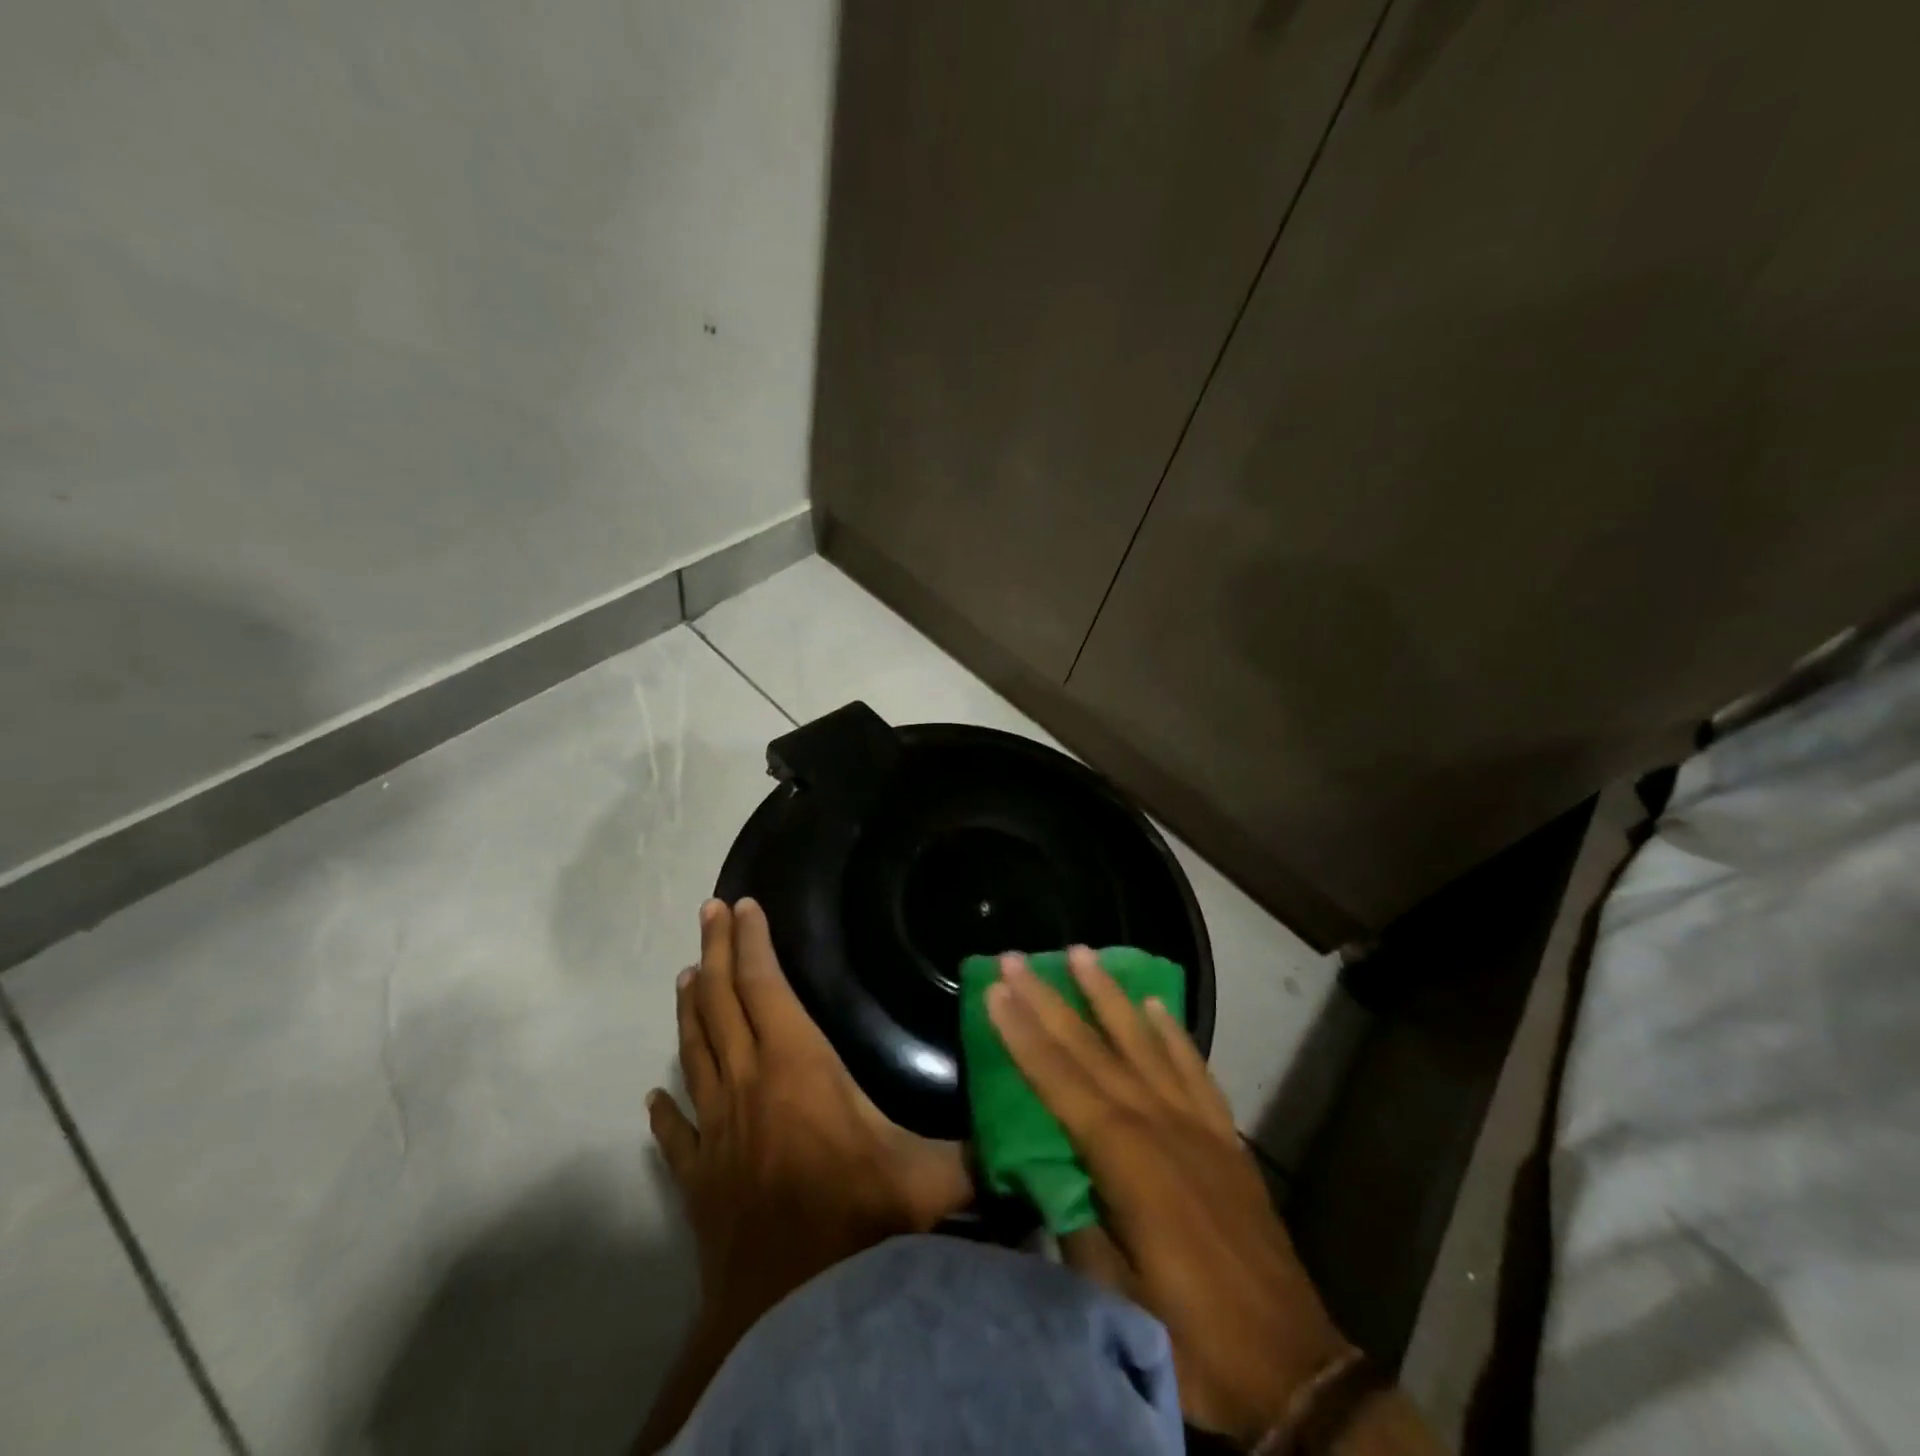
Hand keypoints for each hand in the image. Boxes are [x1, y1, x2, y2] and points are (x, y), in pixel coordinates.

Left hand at [648, 898, 970, 1345]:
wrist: (787, 1314)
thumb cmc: (857, 1221)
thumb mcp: (928, 1177)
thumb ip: (974, 1148)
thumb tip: (1022, 1128)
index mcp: (797, 1065)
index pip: (765, 986)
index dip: (752, 942)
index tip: (744, 905)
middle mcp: (748, 1083)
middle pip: (721, 1002)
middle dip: (714, 951)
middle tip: (708, 911)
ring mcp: (716, 1129)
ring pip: (694, 1052)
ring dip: (690, 1010)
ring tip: (686, 976)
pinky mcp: (697, 1177)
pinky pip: (677, 1132)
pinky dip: (666, 1110)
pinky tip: (654, 1097)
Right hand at [986, 949, 1351, 1444]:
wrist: (1293, 1372)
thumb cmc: (1193, 1340)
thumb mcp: (1114, 1297)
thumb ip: (1075, 1224)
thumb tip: (1044, 1174)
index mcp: (1125, 1159)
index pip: (1058, 1079)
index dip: (1022, 1033)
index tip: (995, 989)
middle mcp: (1159, 1123)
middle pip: (1092, 1047)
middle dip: (1049, 999)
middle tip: (1017, 957)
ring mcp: (1197, 1125)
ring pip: (1143, 1042)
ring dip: (1108, 995)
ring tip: (1083, 953)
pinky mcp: (1225, 1138)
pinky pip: (1193, 1068)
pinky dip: (1172, 1033)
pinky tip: (1156, 1005)